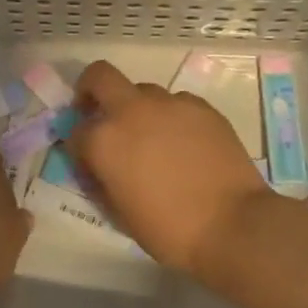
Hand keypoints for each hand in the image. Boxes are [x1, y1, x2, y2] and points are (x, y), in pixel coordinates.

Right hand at [68, 60, 269, 275]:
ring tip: (152, 137)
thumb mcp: (119, 212)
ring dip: (137, 107)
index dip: (79, 147)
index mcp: (104, 140)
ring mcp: (169, 104)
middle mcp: (131, 111)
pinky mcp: (201, 107)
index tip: (89, 161)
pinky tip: (184, 142)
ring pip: (142, 90)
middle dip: (92, 89)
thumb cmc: (168, 230)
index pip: (76, 131)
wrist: (232, 225)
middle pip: (100, 76)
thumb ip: (101, 180)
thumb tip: (97, 167)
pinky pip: (177, 102)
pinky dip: (171, 116)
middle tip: (99, 112)